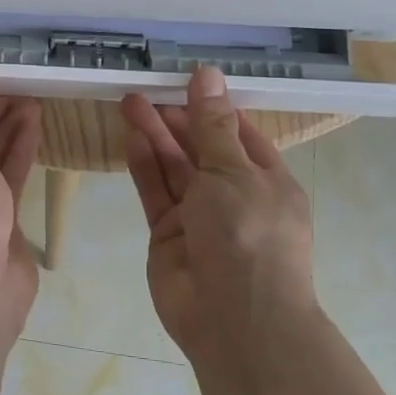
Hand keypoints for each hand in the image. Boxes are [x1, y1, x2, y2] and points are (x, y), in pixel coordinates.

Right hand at [121, 66, 316, 358]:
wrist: (234, 320)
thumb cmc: (248, 236)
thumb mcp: (233, 171)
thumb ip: (212, 125)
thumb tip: (207, 74)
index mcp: (266, 180)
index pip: (238, 133)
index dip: (211, 107)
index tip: (183, 81)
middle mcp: (233, 195)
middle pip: (201, 148)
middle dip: (176, 119)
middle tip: (145, 90)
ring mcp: (199, 216)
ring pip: (174, 168)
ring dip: (155, 136)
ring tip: (130, 102)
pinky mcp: (167, 233)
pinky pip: (155, 192)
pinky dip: (144, 166)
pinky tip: (130, 137)